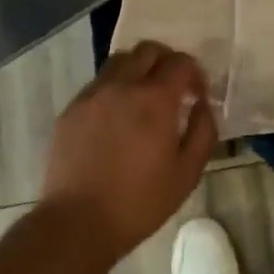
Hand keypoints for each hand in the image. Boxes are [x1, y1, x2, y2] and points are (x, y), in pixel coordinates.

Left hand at [41, 40, 217, 255]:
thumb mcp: (187, 173)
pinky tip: (117, 119)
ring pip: (119, 61)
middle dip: (167, 61)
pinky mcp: (71, 110)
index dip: (195, 73)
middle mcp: (121, 86)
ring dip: (138, 70)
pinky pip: (98, 84)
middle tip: (174, 88)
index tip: (198, 95)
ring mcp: (92, 95)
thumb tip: (202, 105)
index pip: (180, 62)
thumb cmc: (140, 202)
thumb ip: (203, 131)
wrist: (78, 223)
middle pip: (148, 50)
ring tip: (144, 99)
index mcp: (154, 99)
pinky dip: (114, 88)